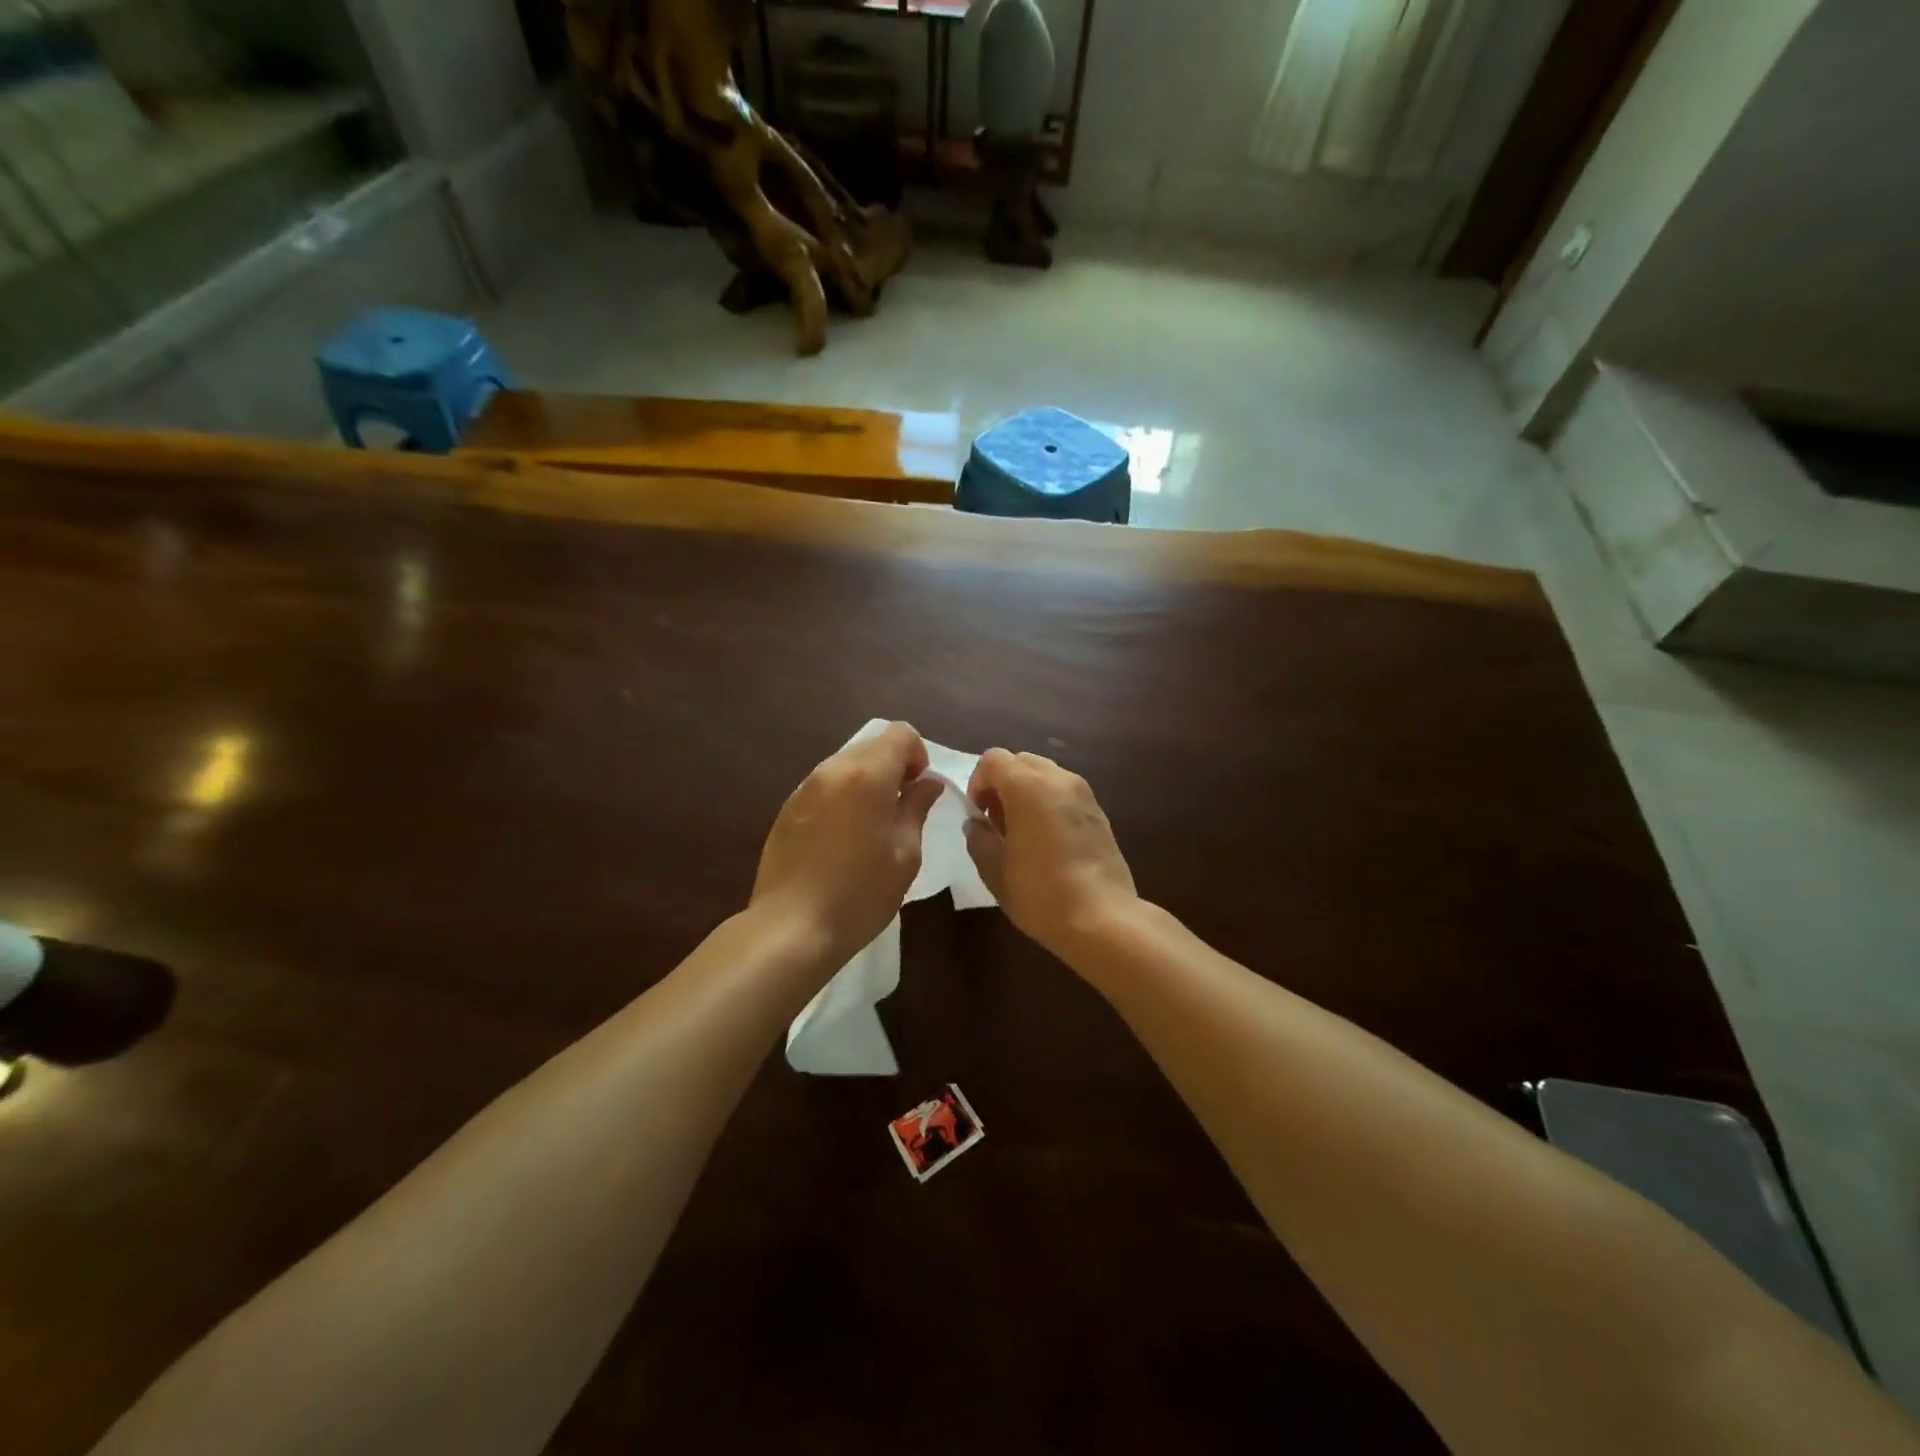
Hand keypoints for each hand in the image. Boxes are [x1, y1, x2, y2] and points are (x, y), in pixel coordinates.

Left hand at [752, 722, 944, 959]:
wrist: (792, 927)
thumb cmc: (861, 892)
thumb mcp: (905, 853)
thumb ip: (916, 807)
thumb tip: (927, 782)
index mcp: (867, 774)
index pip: (901, 734)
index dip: (918, 755)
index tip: (919, 791)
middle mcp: (832, 769)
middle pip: (871, 746)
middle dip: (893, 768)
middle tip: (901, 810)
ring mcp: (804, 788)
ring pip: (846, 765)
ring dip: (867, 782)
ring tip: (872, 826)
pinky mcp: (786, 809)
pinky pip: (824, 787)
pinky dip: (842, 797)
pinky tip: (842, 839)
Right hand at [965, 750, 1137, 958]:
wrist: (1103, 919)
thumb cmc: (1041, 893)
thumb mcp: (995, 871)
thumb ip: (979, 839)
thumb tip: (976, 824)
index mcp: (1028, 786)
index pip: (993, 759)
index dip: (978, 782)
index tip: (978, 816)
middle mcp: (1058, 779)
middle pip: (1021, 761)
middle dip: (1003, 785)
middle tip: (998, 823)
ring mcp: (1084, 794)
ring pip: (1045, 775)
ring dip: (1026, 793)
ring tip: (1023, 833)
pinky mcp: (1099, 812)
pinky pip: (1065, 793)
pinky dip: (1049, 804)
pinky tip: (1048, 842)